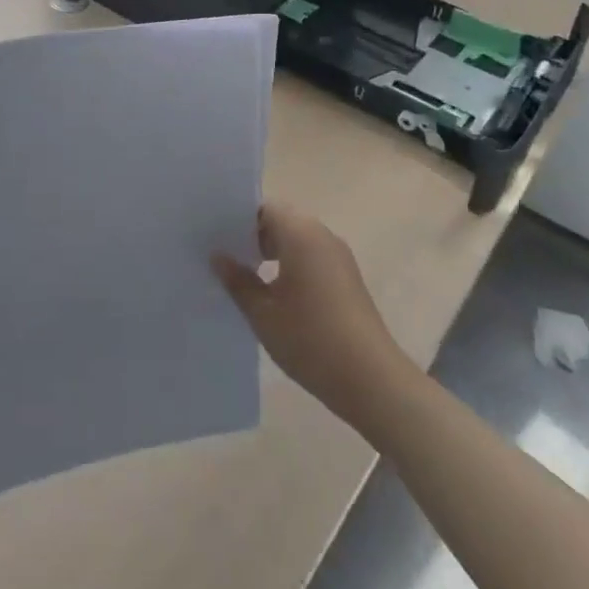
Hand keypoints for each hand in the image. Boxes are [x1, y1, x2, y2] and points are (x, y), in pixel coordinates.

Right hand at [213, 203, 415, 430]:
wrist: (372, 380)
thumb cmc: (311, 339)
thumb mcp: (263, 313)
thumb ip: (238, 281)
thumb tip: (218, 257)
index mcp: (300, 233)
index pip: (264, 208)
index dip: (238, 219)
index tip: (216, 236)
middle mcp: (321, 234)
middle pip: (281, 220)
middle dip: (253, 236)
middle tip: (224, 257)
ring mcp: (338, 256)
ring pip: (297, 240)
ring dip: (272, 252)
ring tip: (245, 277)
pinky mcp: (347, 278)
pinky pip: (311, 257)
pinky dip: (291, 265)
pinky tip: (274, 294)